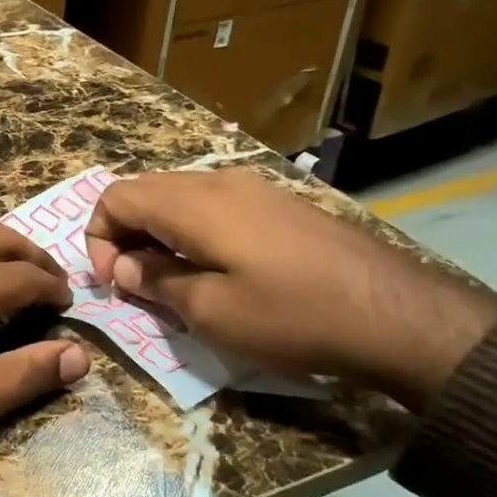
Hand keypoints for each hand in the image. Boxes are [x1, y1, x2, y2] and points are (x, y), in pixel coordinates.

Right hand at [83, 168, 496, 410]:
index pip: (116, 197)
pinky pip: (211, 206)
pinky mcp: (277, 204)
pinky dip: (190, 232)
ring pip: (177, 197)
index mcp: (192, 203)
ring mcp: (252, 188)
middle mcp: (217, 182)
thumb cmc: (292, 315)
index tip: (113, 282)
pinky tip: (212, 269)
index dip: (97, 237)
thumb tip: (124, 265)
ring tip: (170, 280)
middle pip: (144, 191)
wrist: (399, 315)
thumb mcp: (210, 311)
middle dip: (123, 235)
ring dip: (157, 234)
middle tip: (134, 283)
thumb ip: (155, 280)